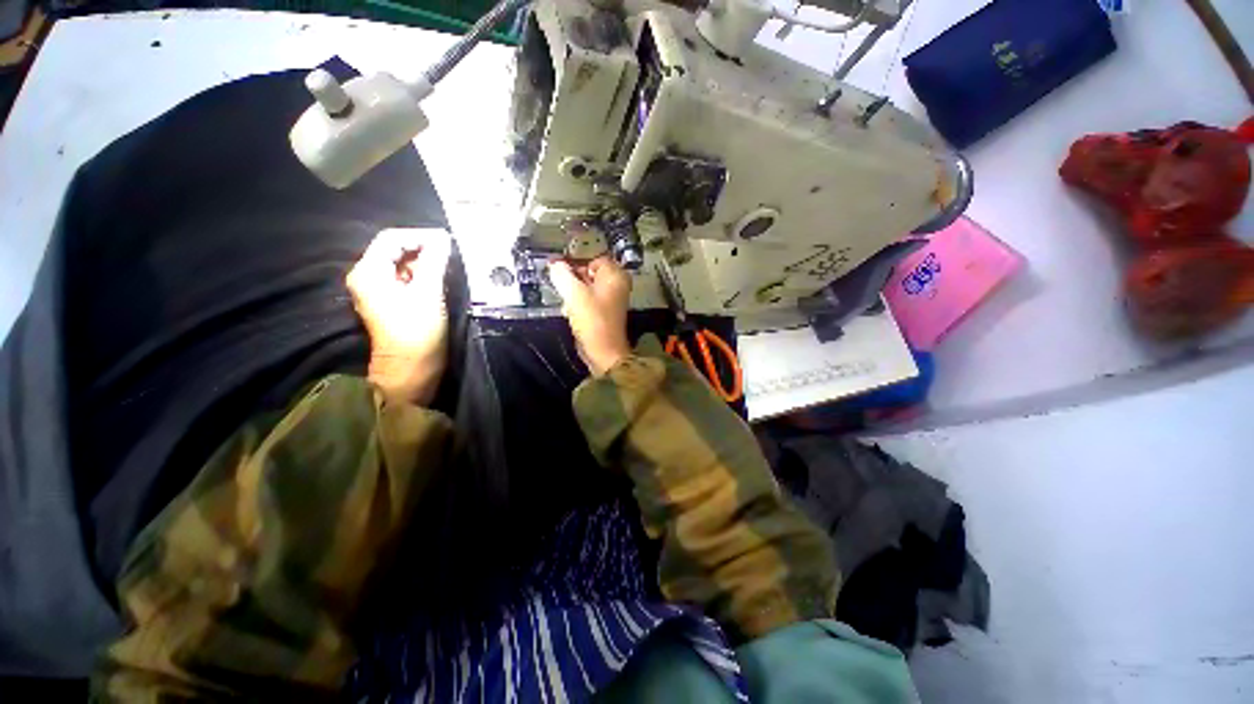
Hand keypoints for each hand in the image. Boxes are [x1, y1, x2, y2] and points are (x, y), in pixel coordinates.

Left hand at [347, 228, 451, 403]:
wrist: (410, 369)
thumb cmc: (417, 331)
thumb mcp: (429, 293)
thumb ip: (434, 262)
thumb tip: (443, 239)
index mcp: (369, 272)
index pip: (391, 239)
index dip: (420, 236)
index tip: (447, 241)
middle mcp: (367, 277)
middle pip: (394, 251)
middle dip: (423, 249)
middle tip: (450, 254)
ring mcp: (377, 291)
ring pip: (401, 265)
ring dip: (424, 263)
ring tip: (448, 267)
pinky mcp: (389, 303)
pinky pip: (404, 280)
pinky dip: (421, 276)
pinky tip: (439, 280)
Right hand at [548, 256, 632, 375]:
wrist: (603, 351)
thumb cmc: (592, 320)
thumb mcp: (574, 294)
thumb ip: (562, 275)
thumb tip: (555, 265)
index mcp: (615, 275)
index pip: (593, 257)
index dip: (575, 261)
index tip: (559, 267)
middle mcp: (616, 285)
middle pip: (589, 272)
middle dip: (573, 278)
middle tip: (561, 285)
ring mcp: (611, 299)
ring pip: (587, 287)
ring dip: (573, 292)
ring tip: (566, 301)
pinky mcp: (604, 312)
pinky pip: (588, 300)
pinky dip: (578, 303)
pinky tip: (570, 312)